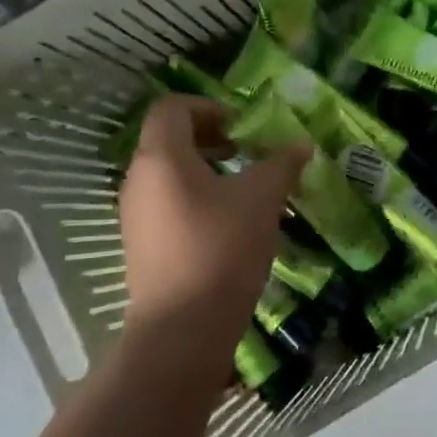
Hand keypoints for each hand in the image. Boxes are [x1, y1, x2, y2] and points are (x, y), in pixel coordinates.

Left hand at [118, 95, 309, 343]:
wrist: (183, 330)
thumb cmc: (221, 248)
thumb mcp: (262, 199)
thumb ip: (282, 164)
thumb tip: (302, 144)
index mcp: (160, 157)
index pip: (171, 108)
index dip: (208, 106)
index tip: (242, 126)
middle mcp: (138, 180)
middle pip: (168, 140)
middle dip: (211, 138)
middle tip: (247, 152)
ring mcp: (135, 216)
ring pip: (169, 175)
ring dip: (205, 170)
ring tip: (243, 189)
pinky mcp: (142, 247)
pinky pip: (167, 205)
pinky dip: (196, 199)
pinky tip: (229, 224)